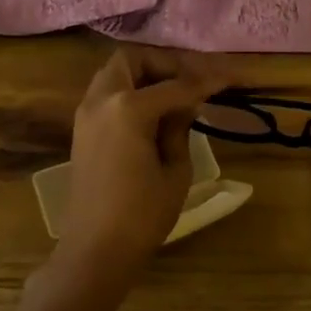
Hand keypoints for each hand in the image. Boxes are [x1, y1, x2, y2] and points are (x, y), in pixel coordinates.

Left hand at [56, 47, 223, 287]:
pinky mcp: (81, 130)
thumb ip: (180, 128)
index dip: (205, 81)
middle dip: (164, 64)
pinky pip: (107, 94)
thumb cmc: (141, 215)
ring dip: (144, 76)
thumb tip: (185, 105)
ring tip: (174, 98)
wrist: (95, 250)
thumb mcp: (176, 171)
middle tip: (190, 83)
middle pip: (133, 60)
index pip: (175, 85)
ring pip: (115, 74)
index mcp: (128, 108)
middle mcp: (101, 100)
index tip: (229, 78)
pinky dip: (129, 92)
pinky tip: (153, 114)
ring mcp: (86, 113)